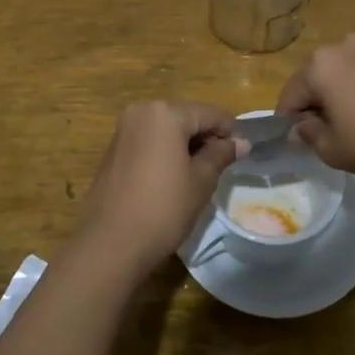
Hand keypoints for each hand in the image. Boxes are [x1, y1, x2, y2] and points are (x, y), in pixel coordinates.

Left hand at [78, 102, 246, 272]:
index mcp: (165, 113)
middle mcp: (141, 111)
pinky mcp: (113, 150)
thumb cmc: (163, 208)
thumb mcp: (201, 181)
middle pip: (185, 117)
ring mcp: (124, 130)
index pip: (208, 114)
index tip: (243, 152)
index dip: (229, 131)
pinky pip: (149, 141)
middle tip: (223, 165)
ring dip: (185, 145)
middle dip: (205, 137)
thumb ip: (221, 155)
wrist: (111, 243)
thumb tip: (241, 142)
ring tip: (201, 173)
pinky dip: (165, 151)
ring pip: (166, 129)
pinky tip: (174, 177)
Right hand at [275, 34, 354, 187]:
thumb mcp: (332, 150)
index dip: (289, 119)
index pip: (291, 93)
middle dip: (317, 101)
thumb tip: (301, 127)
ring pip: (347, 72)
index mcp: (320, 65)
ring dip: (344, 92)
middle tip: (326, 132)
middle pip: (318, 76)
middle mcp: (345, 46)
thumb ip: (309, 134)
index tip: (295, 140)